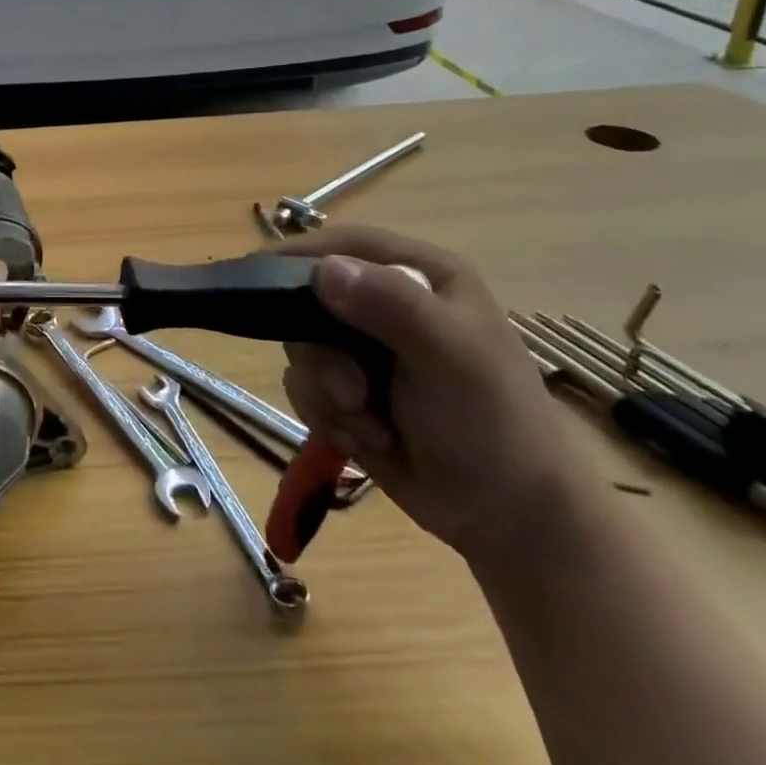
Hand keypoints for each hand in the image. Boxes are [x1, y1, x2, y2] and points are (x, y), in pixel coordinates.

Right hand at [277, 224, 589, 565]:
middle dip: (320, 354)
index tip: (254, 276)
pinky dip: (326, 416)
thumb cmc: (491, 424)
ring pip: (303, 349)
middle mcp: (388, 304)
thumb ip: (393, 306)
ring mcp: (366, 350)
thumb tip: (325, 271)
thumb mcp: (450, 356)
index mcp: (420, 275)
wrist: (510, 519)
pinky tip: (366, 441)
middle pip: (310, 301)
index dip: (299, 256)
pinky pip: (305, 387)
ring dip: (326, 393)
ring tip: (369, 426)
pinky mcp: (350, 390)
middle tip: (350, 392)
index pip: (345, 245)